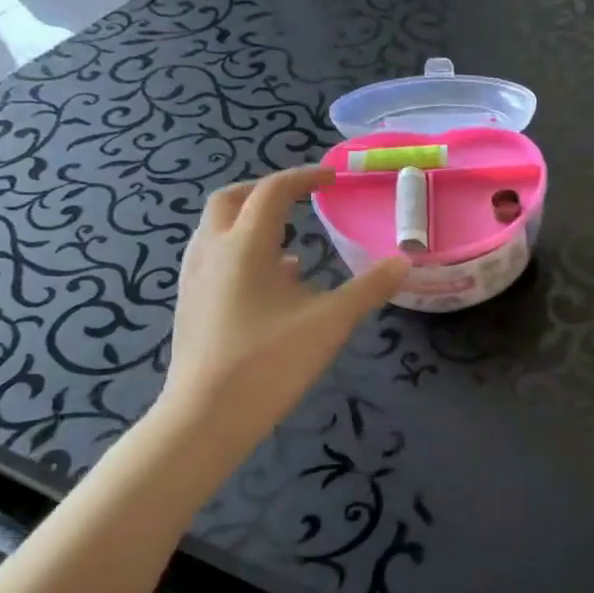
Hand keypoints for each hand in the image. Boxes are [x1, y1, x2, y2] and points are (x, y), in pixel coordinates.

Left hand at [161, 167, 407, 439]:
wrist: (207, 415)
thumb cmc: (270, 361)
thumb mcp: (331, 322)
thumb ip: (369, 288)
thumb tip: (403, 262)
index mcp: (245, 246)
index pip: (272, 192)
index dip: (304, 177)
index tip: (332, 177)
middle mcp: (212, 252)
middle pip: (230, 200)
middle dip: (266, 191)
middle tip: (300, 198)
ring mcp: (194, 278)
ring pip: (216, 229)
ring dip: (250, 221)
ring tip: (289, 240)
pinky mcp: (190, 304)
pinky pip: (214, 258)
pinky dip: (242, 251)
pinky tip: (273, 282)